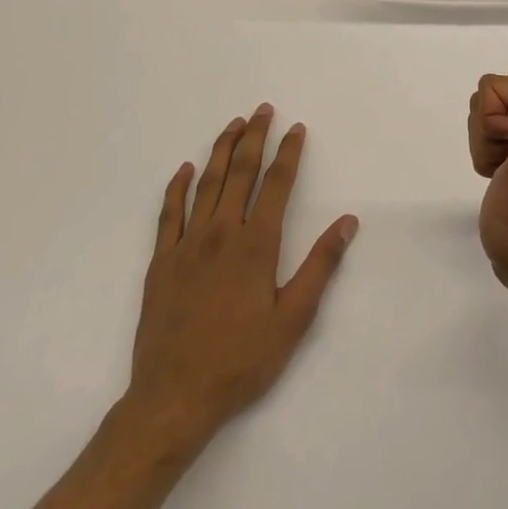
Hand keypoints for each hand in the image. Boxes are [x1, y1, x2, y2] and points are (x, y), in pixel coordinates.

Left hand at [120, 104, 358, 453]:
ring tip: (233, 125)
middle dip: (254, 137)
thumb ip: (321, 265)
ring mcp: (186, 245)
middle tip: (262, 109)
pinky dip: (177, 187)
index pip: (276, 184)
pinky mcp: (160, 263)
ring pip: (207, 184)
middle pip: (240, 172)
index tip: (296, 128)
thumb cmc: (241, 360)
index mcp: (256, 244)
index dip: (289, 152)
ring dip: (221, 150)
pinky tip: (185, 169)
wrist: (173, 399)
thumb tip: (347, 221)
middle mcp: (221, 233)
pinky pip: (168, 214)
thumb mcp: (294, 319)